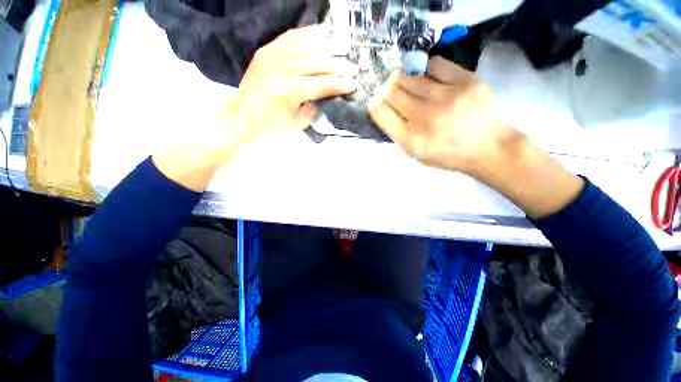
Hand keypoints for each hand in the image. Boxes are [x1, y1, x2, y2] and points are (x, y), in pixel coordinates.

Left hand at [228, 24, 358, 143]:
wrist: (241, 118)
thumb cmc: (270, 127)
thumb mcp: (296, 124)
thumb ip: (314, 109)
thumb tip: (328, 97)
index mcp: (290, 91)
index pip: (322, 85)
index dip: (340, 85)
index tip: (354, 84)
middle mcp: (282, 69)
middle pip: (317, 63)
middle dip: (338, 65)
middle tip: (353, 66)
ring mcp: (272, 56)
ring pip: (306, 46)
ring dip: (328, 46)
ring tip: (344, 45)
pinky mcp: (266, 51)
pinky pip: (290, 36)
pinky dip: (308, 33)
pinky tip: (321, 31)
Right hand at [369, 56, 583, 217]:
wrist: (487, 147)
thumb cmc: (447, 154)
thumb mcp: (416, 153)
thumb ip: (398, 133)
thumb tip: (386, 107)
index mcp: (409, 139)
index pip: (380, 111)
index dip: (376, 104)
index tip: (379, 102)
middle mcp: (422, 117)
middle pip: (392, 91)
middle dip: (389, 90)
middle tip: (395, 92)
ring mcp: (444, 97)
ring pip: (409, 77)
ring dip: (405, 80)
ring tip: (413, 86)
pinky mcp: (464, 81)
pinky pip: (434, 64)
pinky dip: (428, 70)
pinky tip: (431, 78)